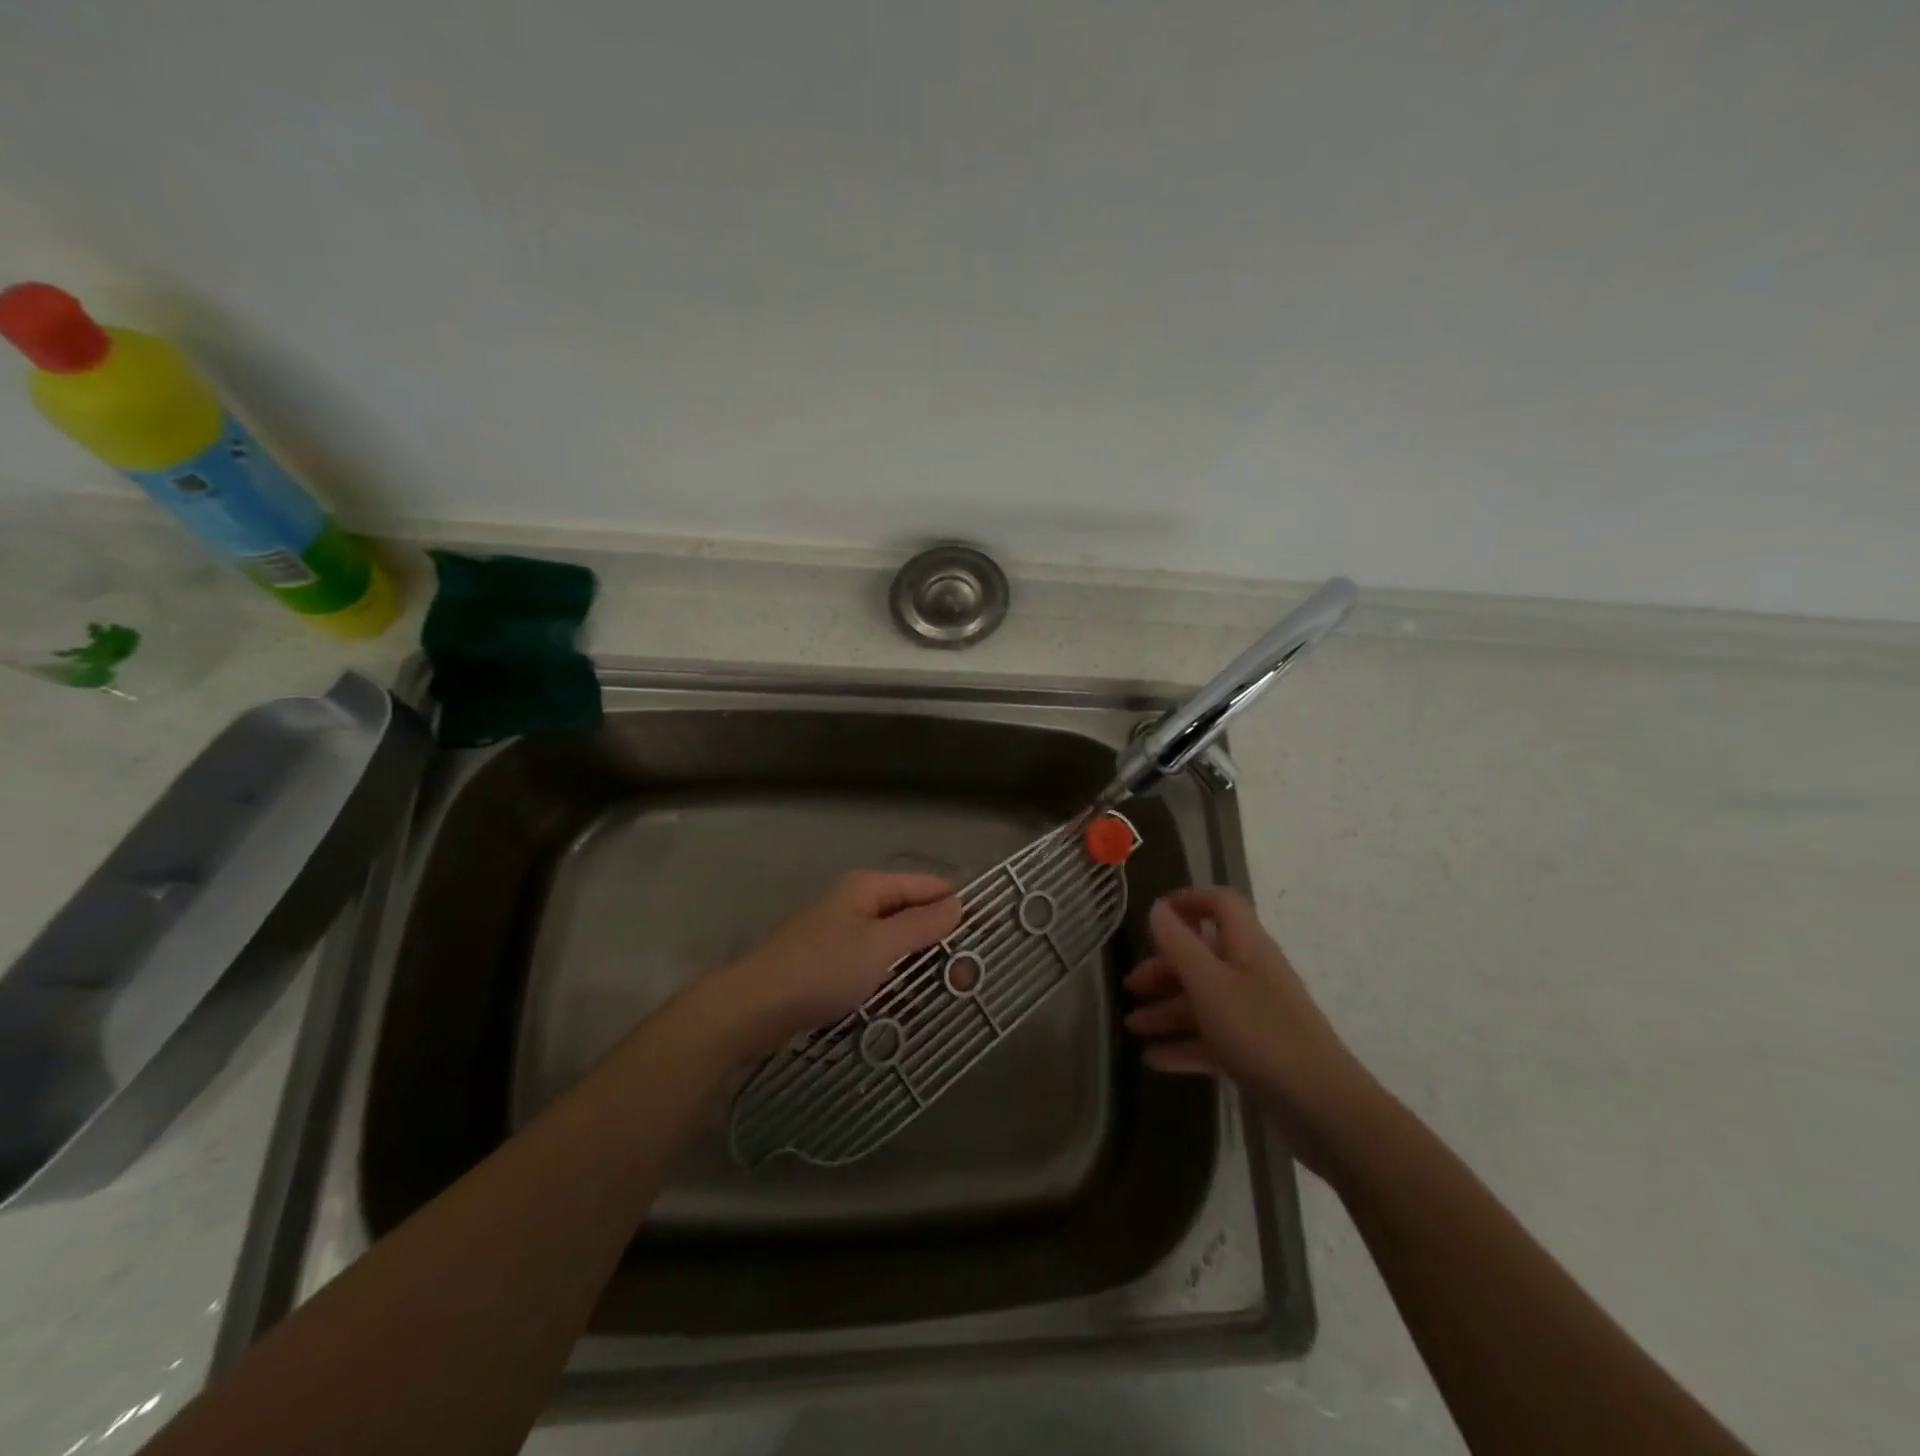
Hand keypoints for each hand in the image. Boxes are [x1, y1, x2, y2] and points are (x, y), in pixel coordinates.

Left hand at [703, 871, 962, 1059]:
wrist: (754, 1008)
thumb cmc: (823, 968)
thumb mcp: (880, 945)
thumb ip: (922, 924)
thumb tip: (959, 903)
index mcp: (869, 888)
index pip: (928, 887)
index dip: (960, 905)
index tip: (991, 933)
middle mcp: (857, 906)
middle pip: (912, 917)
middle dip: (941, 945)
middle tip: (969, 980)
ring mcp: (842, 938)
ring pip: (895, 948)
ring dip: (919, 971)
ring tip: (946, 1000)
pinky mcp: (831, 969)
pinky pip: (875, 971)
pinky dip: (894, 986)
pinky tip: (908, 1012)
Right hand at [1124, 886, 1376, 1167]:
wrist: (1323, 1109)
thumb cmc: (1260, 1033)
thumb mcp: (1208, 984)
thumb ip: (1179, 943)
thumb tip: (1158, 908)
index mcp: (1247, 947)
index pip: (1221, 904)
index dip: (1189, 901)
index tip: (1153, 915)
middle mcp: (1253, 973)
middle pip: (1204, 956)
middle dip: (1165, 968)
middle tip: (1132, 986)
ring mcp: (1257, 1014)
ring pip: (1204, 1000)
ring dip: (1167, 1010)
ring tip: (1133, 1027)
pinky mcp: (1258, 1052)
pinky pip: (1213, 1038)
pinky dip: (1184, 1045)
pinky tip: (1154, 1059)